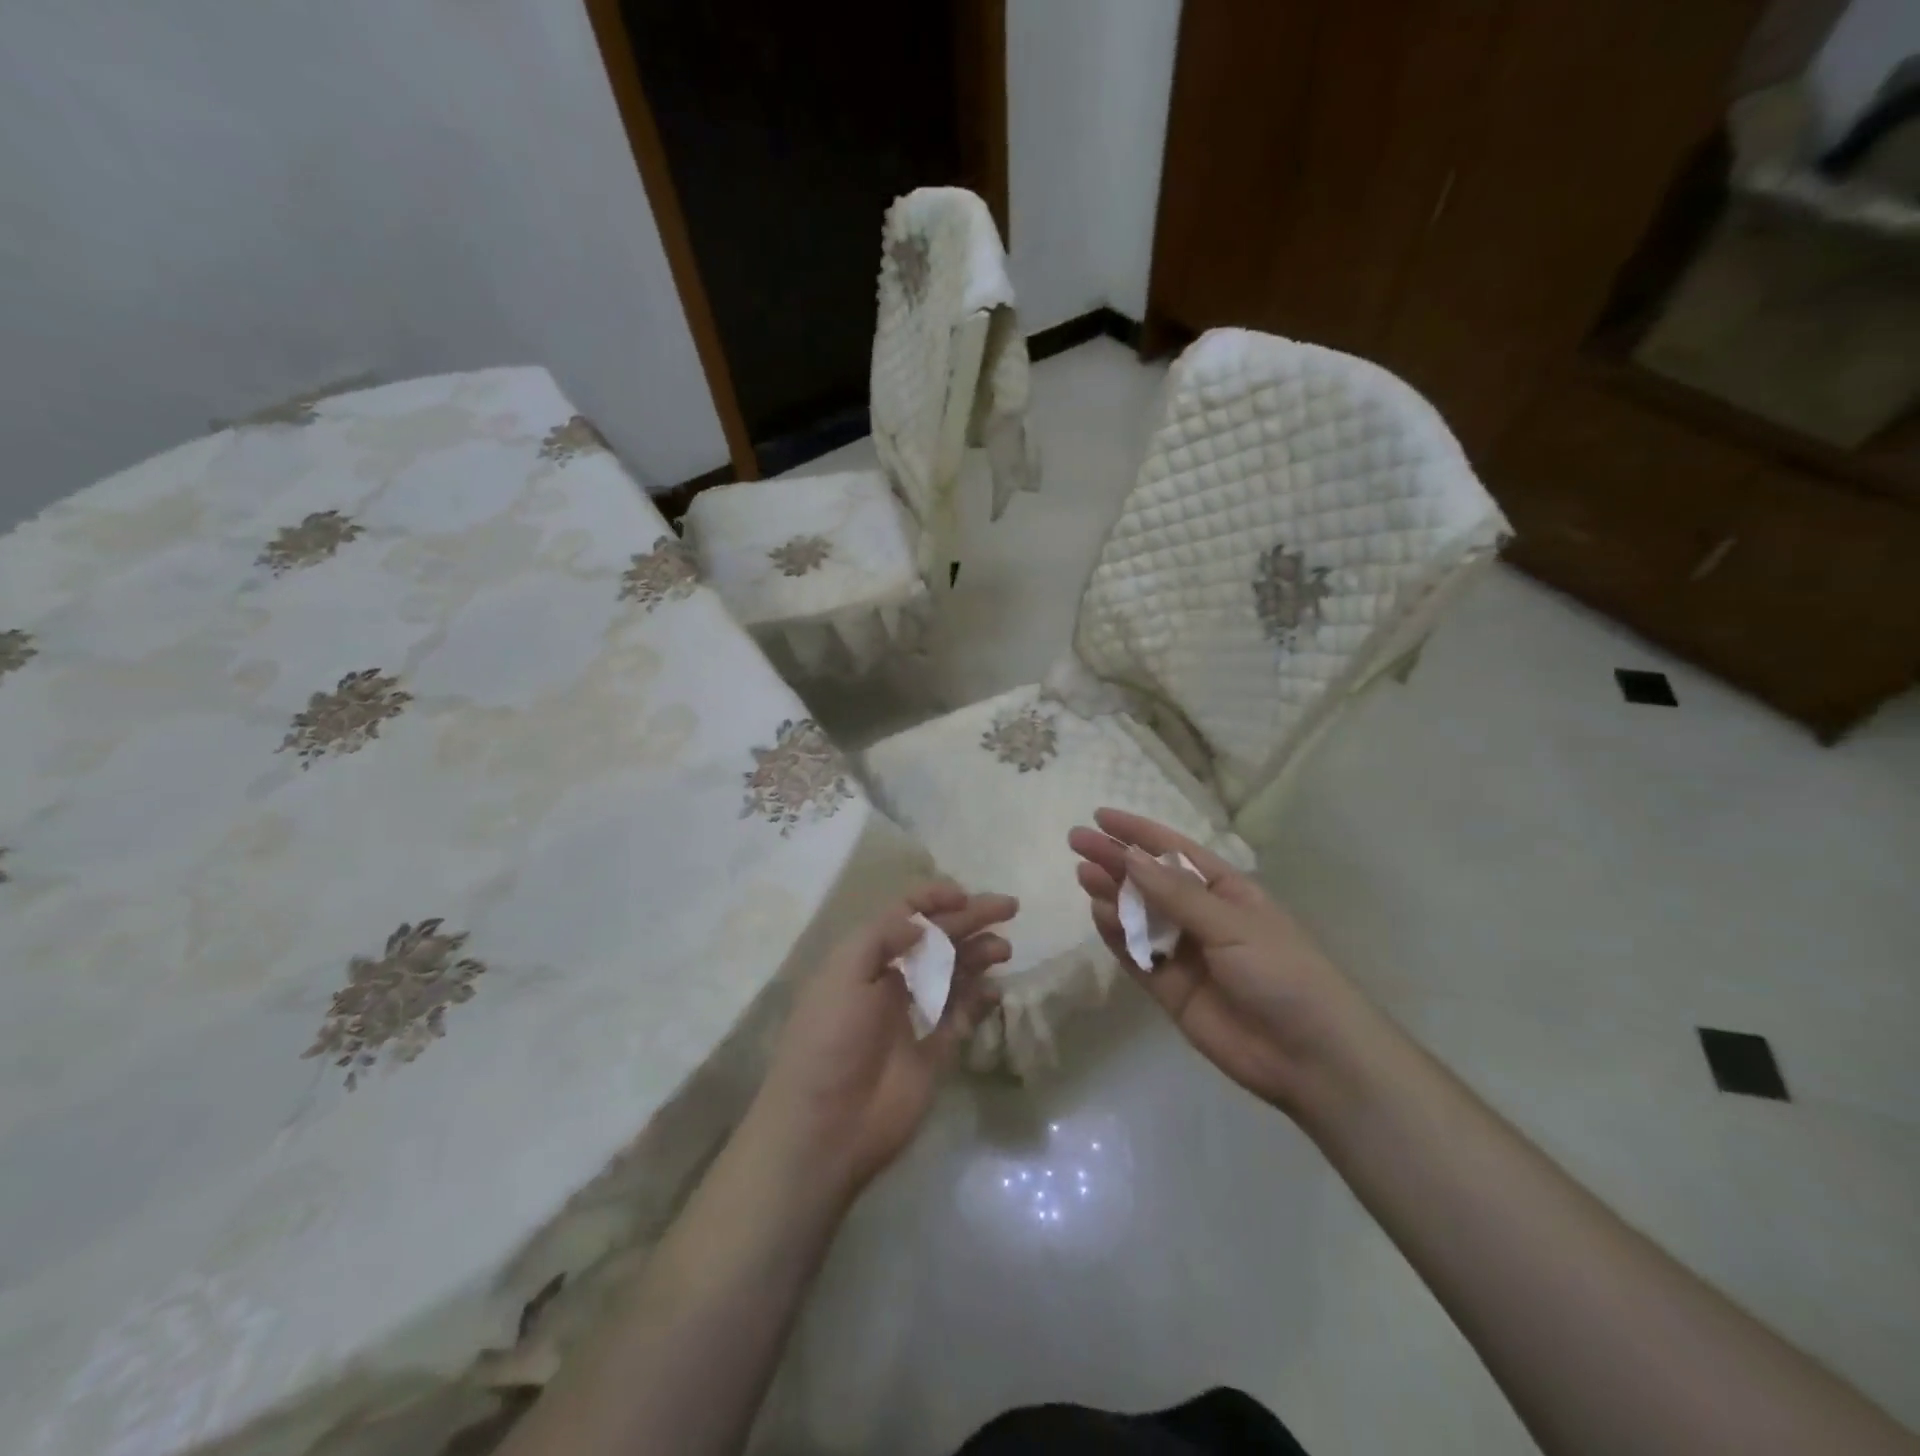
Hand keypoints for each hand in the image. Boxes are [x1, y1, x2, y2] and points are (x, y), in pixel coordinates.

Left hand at [750, 883, 1015, 1201]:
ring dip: (979, 955)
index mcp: (865, 957)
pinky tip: (996, 990)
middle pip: (938, 939)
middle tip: (1009, 908)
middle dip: (971, 919)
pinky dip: (981, 1000)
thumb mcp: (844, 974)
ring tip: (1003, 950)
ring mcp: (914, 1016)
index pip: (904, 914)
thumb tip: (921, 922)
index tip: (965, 895)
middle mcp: (891, 979)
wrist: (825, 1128)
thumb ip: (882, 937)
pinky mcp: (933, 1052)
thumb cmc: (829, 1040)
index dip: (933, 898)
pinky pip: (962, 1016)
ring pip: (954, 973)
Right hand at [1069, 808, 1372, 1115]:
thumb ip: (1175, 894)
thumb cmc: (1282, 972)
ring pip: (1139, 916)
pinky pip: (1136, 956)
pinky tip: (1099, 915)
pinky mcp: (1170, 990)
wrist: (1311, 1057)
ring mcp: (1184, 954)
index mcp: (1226, 891)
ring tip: (1084, 875)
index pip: (1175, 851)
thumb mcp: (1232, 923)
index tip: (1101, 817)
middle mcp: (1202, 916)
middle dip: (1116, 859)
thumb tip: (1130, 855)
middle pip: (1150, 881)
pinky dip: (1116, 936)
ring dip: (1112, 894)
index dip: (1139, 832)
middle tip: (1077, 842)